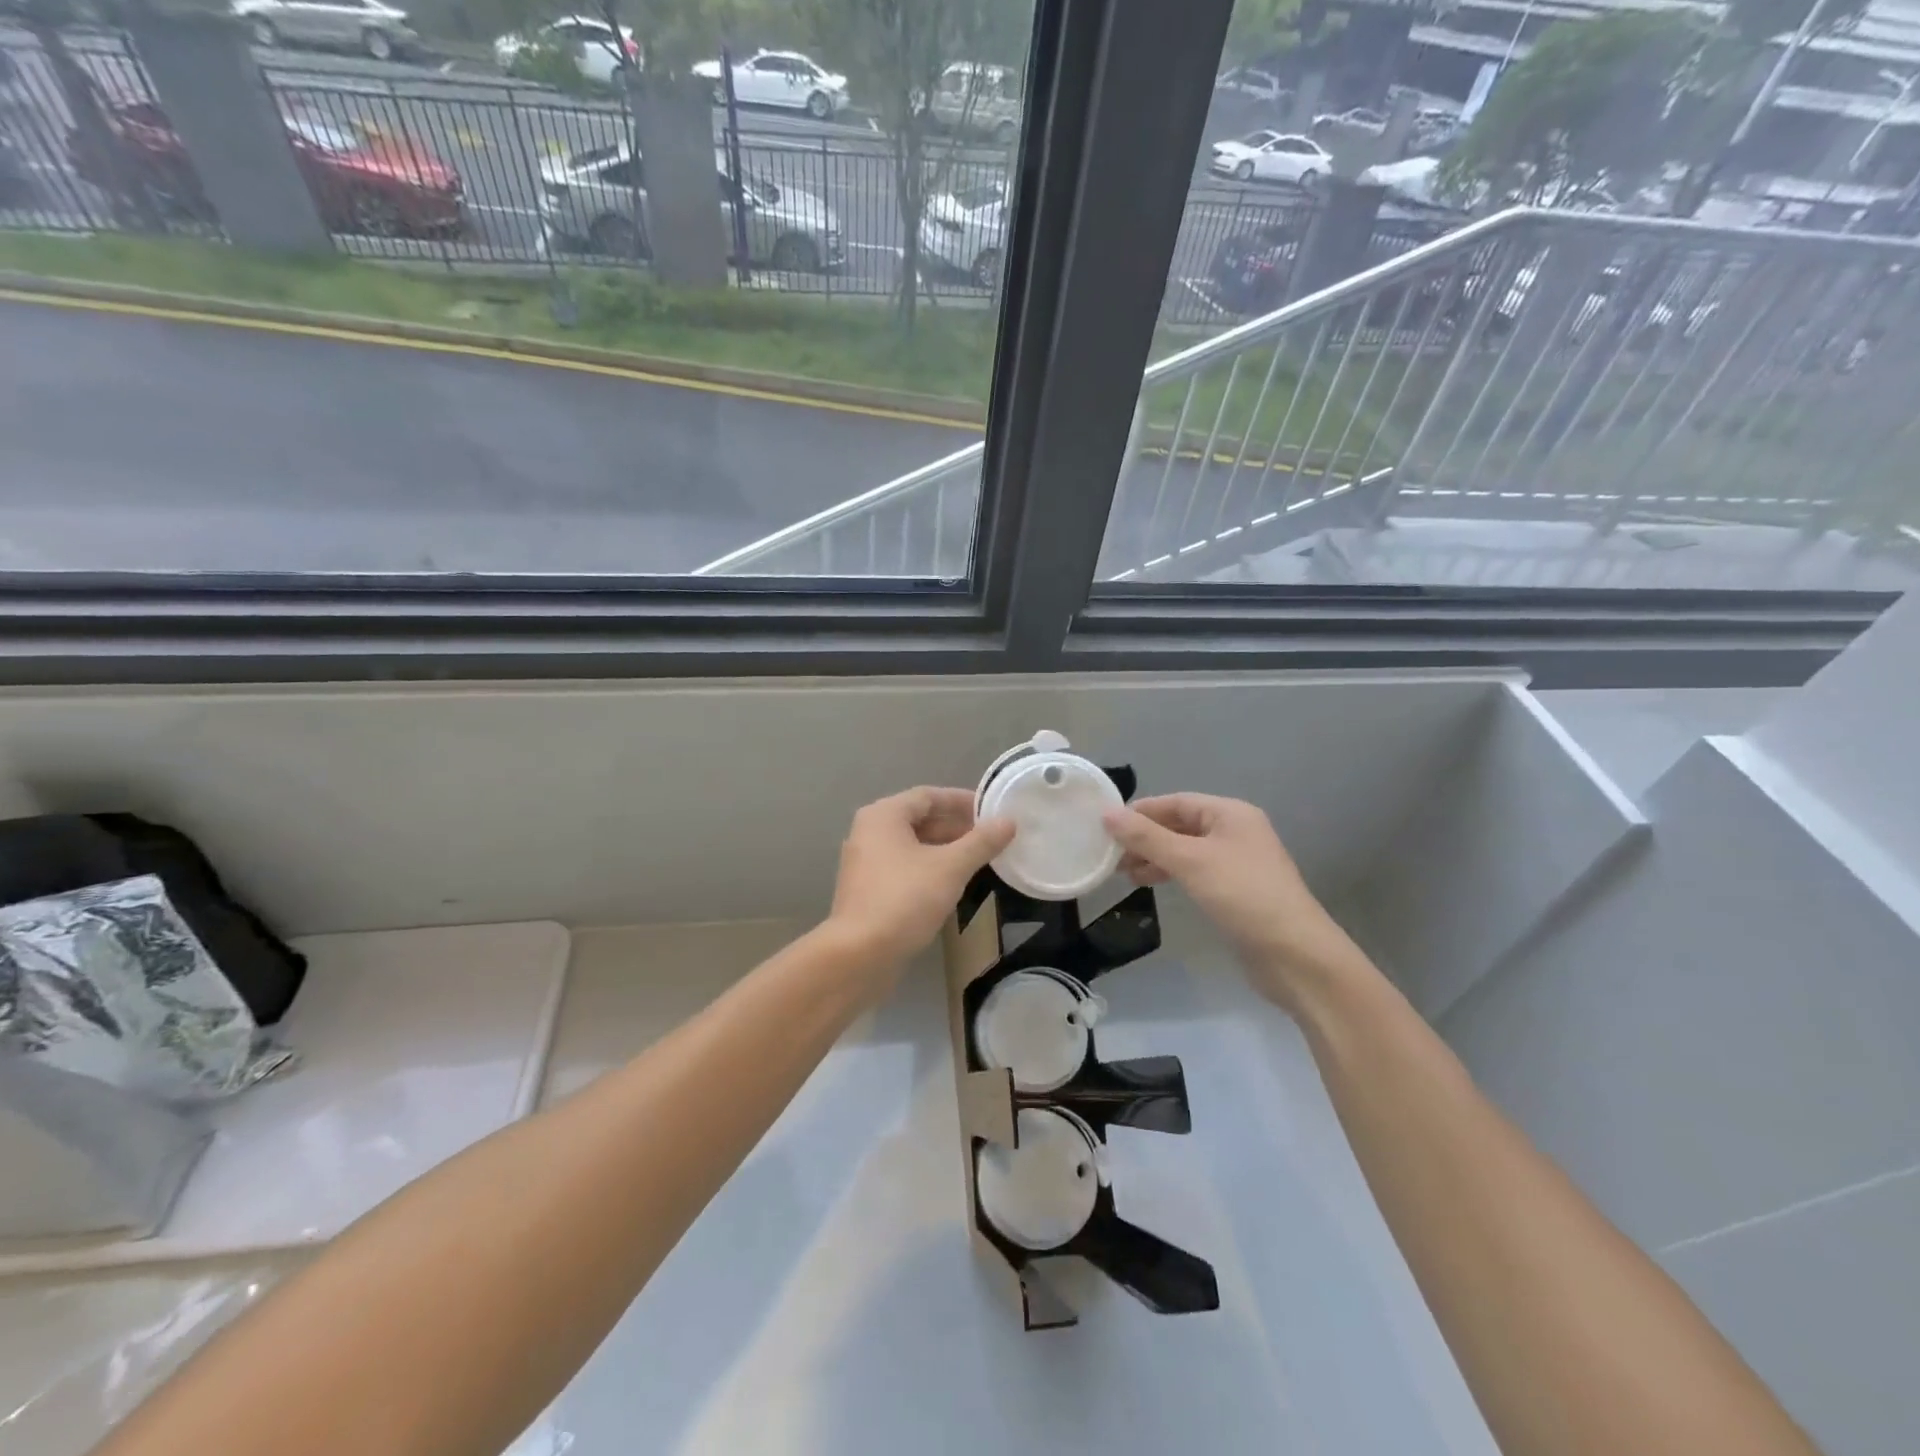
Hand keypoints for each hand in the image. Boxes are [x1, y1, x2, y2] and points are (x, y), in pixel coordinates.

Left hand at [826, 786, 1014, 988]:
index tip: (992, 811)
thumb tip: (1008, 821)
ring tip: (979, 859)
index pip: (928, 796)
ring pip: (912, 846)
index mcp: (883, 816)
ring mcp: (865, 863)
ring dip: (945, 849)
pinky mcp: (868, 891)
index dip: (962, 801)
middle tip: (991, 837)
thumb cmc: (905, 899)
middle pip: (919, 819)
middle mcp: (869, 833)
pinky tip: (953, 883)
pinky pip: (904, 868)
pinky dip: (929, 869)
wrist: (859, 955)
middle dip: (956, 827)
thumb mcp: (950, 868)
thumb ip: (981, 842)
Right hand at [1103, 794, 1366, 1013]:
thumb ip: (1146, 837)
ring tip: (1124, 873)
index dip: (1141, 811)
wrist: (1295, 955)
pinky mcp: (1235, 890)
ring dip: (1154, 857)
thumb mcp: (1190, 861)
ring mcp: (1236, 862)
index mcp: (1230, 813)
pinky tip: (1150, 884)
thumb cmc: (1242, 895)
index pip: (1176, 802)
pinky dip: (1170, 873)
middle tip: (1110, 855)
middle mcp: (1235, 831)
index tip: (1105, 826)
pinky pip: (1194, 871)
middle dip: (1145, 837)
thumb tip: (1107, 814)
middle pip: (1180, 825)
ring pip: (1185, 850)